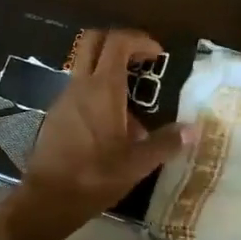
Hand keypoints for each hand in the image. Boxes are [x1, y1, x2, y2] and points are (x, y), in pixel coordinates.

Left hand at [4, 30, 187, 239]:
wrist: (47, 200)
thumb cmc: (94, 176)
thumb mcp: (137, 164)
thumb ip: (166, 143)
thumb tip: (193, 129)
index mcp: (102, 88)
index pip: (117, 42)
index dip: (139, 39)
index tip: (157, 54)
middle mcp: (80, 85)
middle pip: (94, 40)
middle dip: (119, 42)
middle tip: (141, 59)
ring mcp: (64, 98)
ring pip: (85, 65)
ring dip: (109, 69)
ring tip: (133, 101)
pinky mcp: (56, 114)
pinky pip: (79, 89)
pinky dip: (97, 92)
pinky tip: (112, 125)